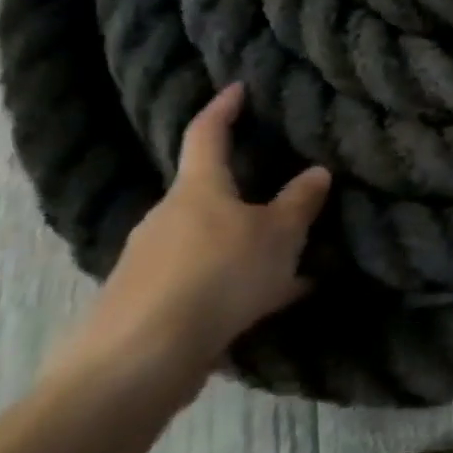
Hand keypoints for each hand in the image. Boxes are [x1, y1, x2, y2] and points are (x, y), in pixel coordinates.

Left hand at [44, 84, 330, 406]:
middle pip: (208, 194)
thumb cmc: (217, 277)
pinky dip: (230, 286)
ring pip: (208, 242)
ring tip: (286, 267)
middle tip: (282, 202)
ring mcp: (148, 263)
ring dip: (242, 248)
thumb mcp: (278, 236)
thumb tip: (317, 171)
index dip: (223, 108)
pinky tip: (261, 307)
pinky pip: (199, 282)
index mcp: (198, 189)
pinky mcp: (142, 306)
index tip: (237, 89)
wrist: (135, 364)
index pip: (207, 134)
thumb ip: (299, 203)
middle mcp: (166, 218)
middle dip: (244, 195)